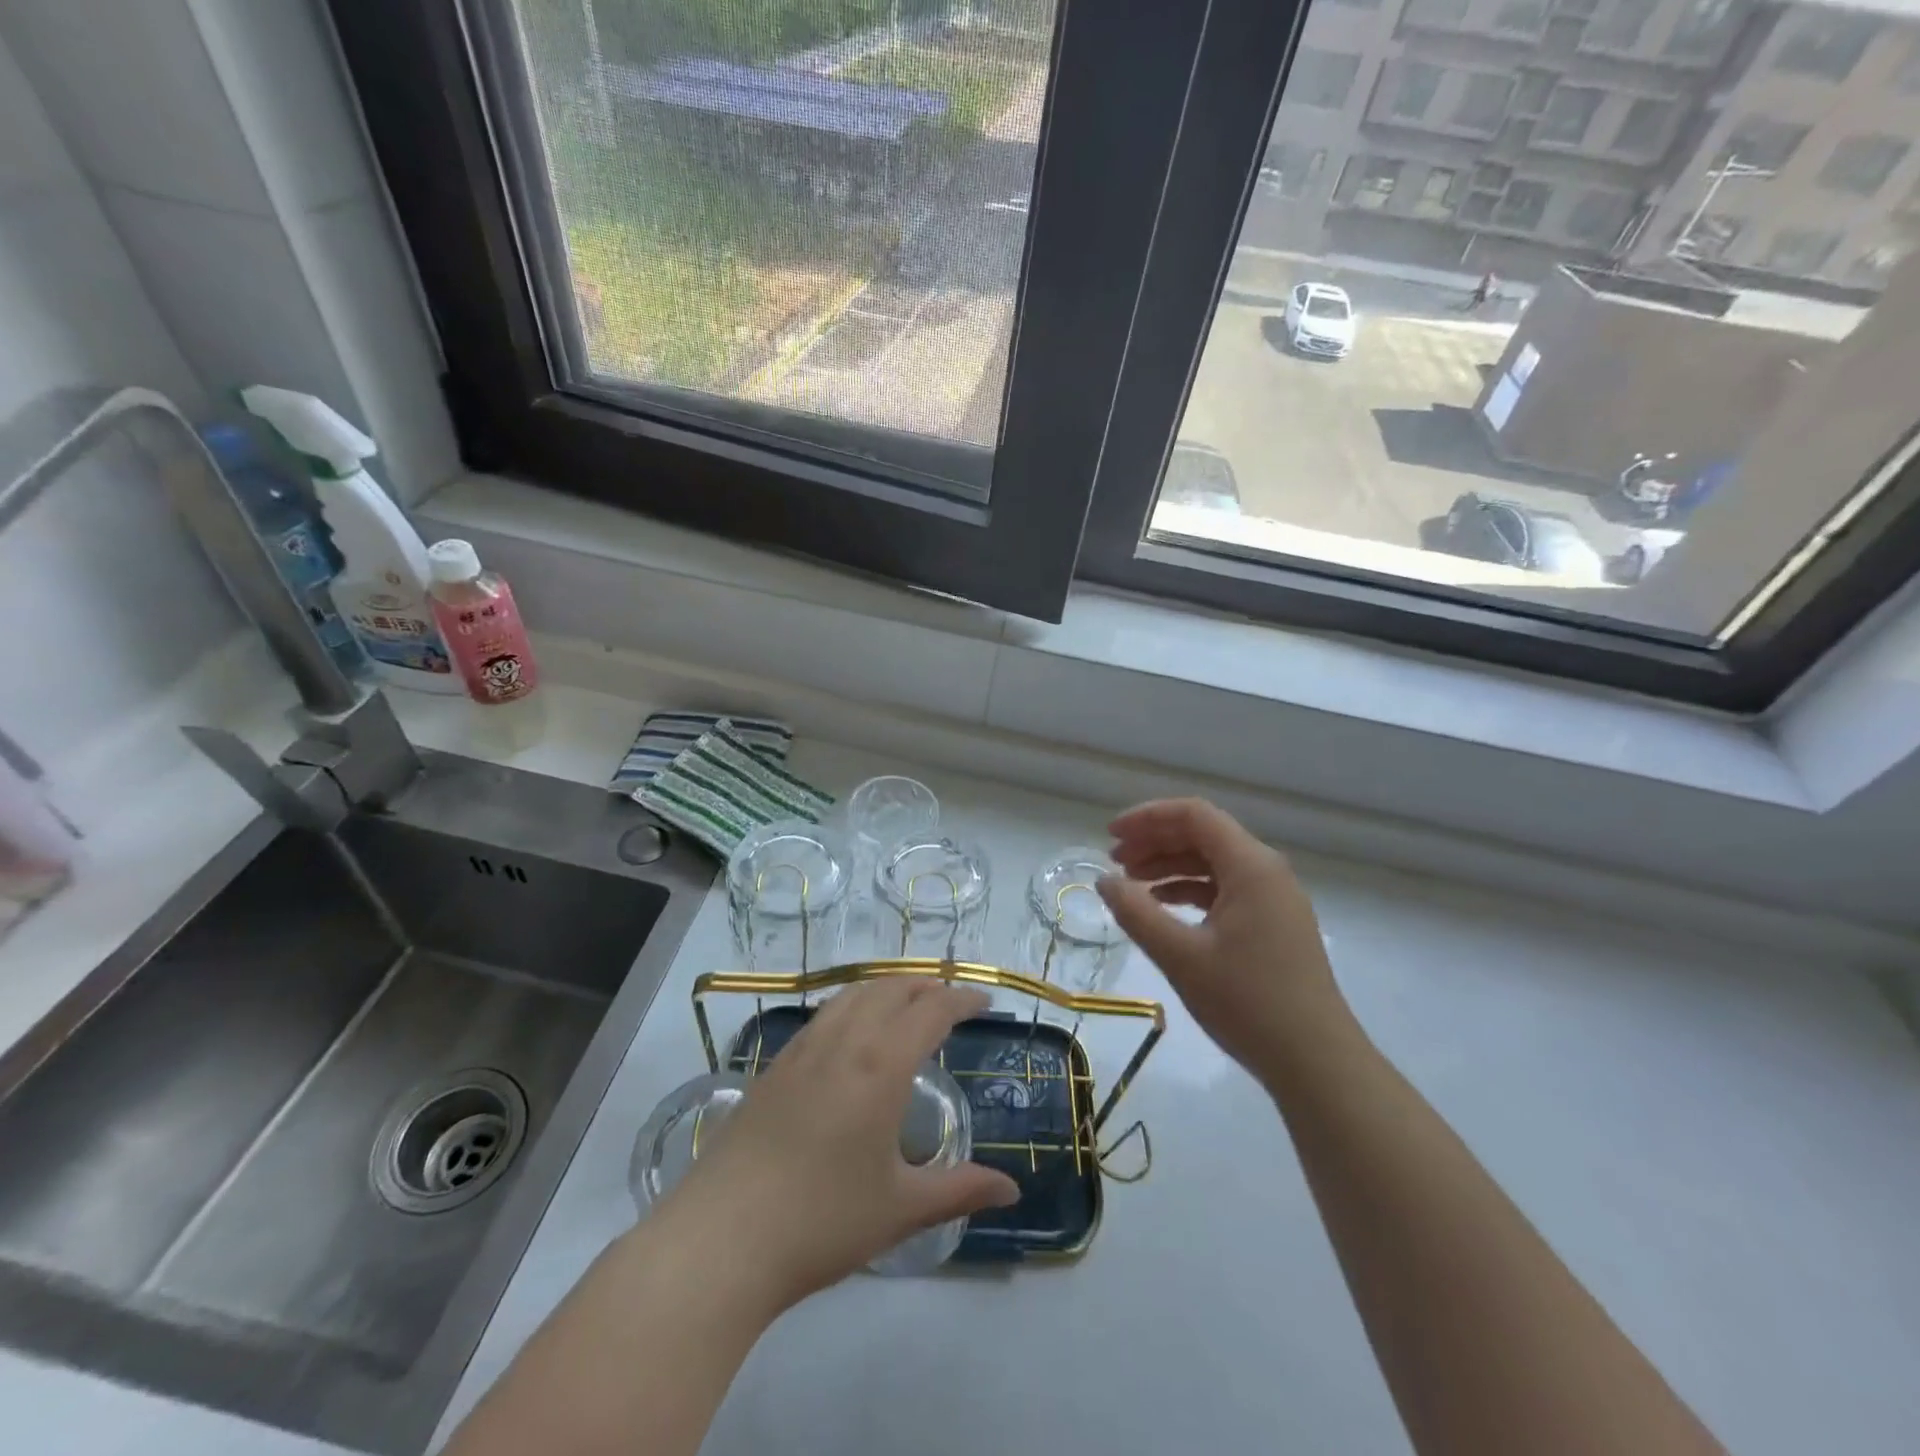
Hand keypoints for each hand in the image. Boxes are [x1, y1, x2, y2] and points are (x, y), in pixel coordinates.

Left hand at [652, 979, 1019, 1314]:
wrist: (721, 1238)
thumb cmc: (821, 1221)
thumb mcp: (900, 1209)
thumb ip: (959, 1190)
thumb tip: (1011, 1191)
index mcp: (881, 1065)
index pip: (931, 1010)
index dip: (961, 999)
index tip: (984, 1001)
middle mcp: (844, 1041)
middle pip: (891, 989)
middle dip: (926, 985)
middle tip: (950, 999)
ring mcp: (803, 1049)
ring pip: (853, 994)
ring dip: (888, 988)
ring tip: (906, 1003)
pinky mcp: (775, 1065)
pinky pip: (826, 1013)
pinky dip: (854, 1003)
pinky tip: (853, 1031)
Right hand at [1097, 799, 1350, 1082]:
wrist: (1316, 1063)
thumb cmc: (1247, 1002)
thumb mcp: (1180, 955)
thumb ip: (1136, 912)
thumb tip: (1104, 881)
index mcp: (1251, 865)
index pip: (1194, 815)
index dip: (1148, 817)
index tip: (1110, 836)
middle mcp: (1266, 871)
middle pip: (1203, 835)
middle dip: (1155, 841)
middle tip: (1113, 861)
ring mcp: (1274, 898)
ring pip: (1213, 863)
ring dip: (1170, 866)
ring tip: (1130, 884)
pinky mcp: (1274, 924)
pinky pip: (1225, 889)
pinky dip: (1190, 891)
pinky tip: (1162, 909)